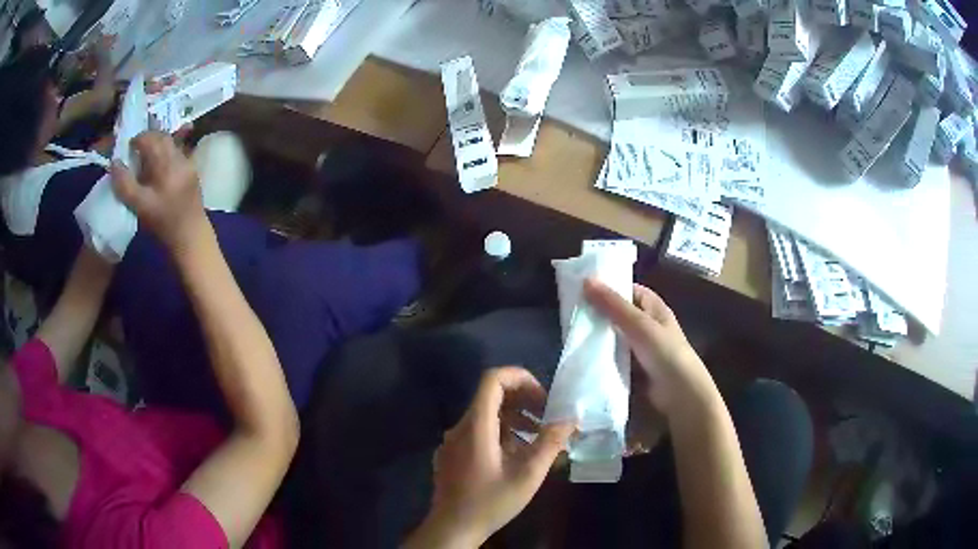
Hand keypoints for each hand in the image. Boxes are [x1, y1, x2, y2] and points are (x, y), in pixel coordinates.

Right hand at [111, 131, 206, 251]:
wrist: (190, 237)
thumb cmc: (162, 223)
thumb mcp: (139, 205)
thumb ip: (125, 184)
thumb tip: (114, 162)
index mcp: (167, 163)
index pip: (151, 139)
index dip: (138, 139)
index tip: (129, 147)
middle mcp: (180, 158)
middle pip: (163, 138)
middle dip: (148, 139)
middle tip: (136, 149)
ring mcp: (189, 163)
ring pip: (171, 144)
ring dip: (157, 145)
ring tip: (145, 157)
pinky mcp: (193, 171)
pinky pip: (178, 153)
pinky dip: (166, 154)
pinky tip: (159, 166)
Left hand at [409, 367, 574, 547]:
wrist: (452, 528)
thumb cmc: (490, 502)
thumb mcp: (527, 475)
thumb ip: (550, 443)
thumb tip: (570, 419)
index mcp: (476, 426)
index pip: (493, 379)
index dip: (520, 377)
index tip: (543, 396)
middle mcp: (460, 427)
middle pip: (491, 397)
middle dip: (523, 401)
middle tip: (547, 418)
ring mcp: (452, 441)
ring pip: (485, 417)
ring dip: (514, 420)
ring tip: (538, 438)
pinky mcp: (451, 455)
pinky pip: (477, 433)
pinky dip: (500, 434)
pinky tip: (515, 456)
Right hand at [583, 279, 714, 418]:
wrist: (679, 392)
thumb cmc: (664, 352)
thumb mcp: (638, 324)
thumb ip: (613, 304)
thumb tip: (586, 280)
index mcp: (654, 308)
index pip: (629, 290)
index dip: (609, 287)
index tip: (582, 289)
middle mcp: (648, 324)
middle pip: (619, 313)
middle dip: (599, 313)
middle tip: (572, 312)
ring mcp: (641, 347)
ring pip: (615, 336)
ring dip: (598, 336)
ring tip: (571, 332)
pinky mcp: (634, 367)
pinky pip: (614, 356)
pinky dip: (602, 356)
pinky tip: (583, 355)